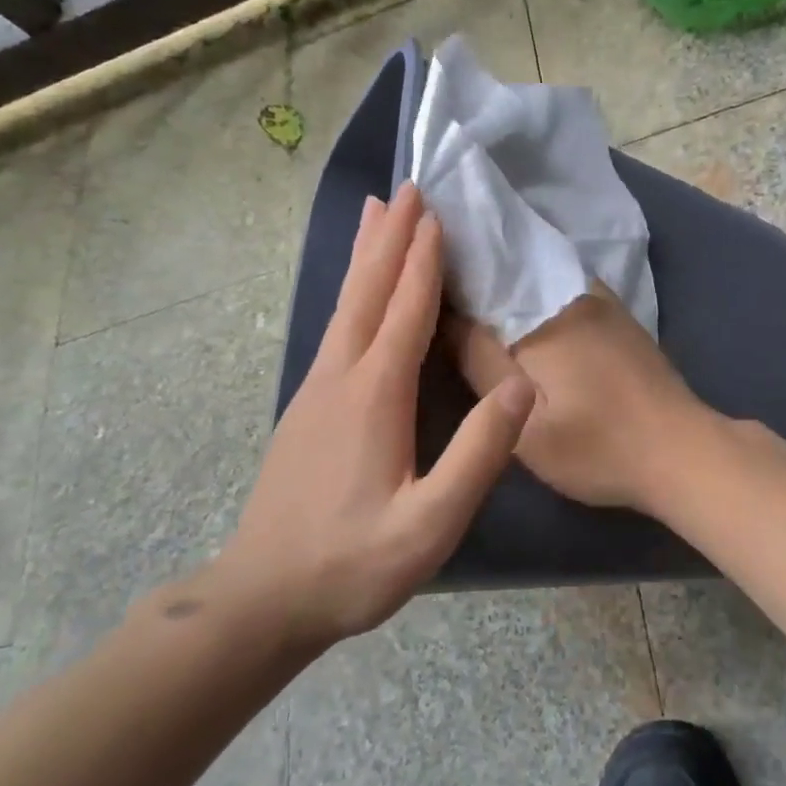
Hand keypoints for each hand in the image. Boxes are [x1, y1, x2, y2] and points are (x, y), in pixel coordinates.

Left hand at [207, 185, 534, 650]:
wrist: (264, 598)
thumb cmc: (353, 563)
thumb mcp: (430, 522)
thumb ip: (479, 454)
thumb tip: (521, 384)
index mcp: (374, 394)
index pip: (406, 310)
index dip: (423, 260)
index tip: (435, 211)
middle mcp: (340, 377)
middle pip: (369, 291)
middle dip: (390, 238)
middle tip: (405, 188)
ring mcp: (316, 389)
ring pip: (346, 304)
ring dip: (365, 255)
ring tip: (373, 212)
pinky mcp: (306, 406)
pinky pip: (336, 327)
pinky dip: (352, 291)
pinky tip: (356, 292)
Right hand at [446, 286, 714, 512]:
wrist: (681, 451)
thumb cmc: (598, 446)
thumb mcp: (527, 425)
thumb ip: (482, 364)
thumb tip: (448, 315)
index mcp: (539, 313)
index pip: (477, 276)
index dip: (444, 277)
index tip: (416, 284)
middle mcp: (568, 290)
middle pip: (507, 272)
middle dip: (474, 277)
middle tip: (436, 295)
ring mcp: (599, 299)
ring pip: (535, 279)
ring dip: (505, 285)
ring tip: (471, 303)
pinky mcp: (617, 315)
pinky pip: (561, 291)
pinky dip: (535, 298)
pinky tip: (522, 318)